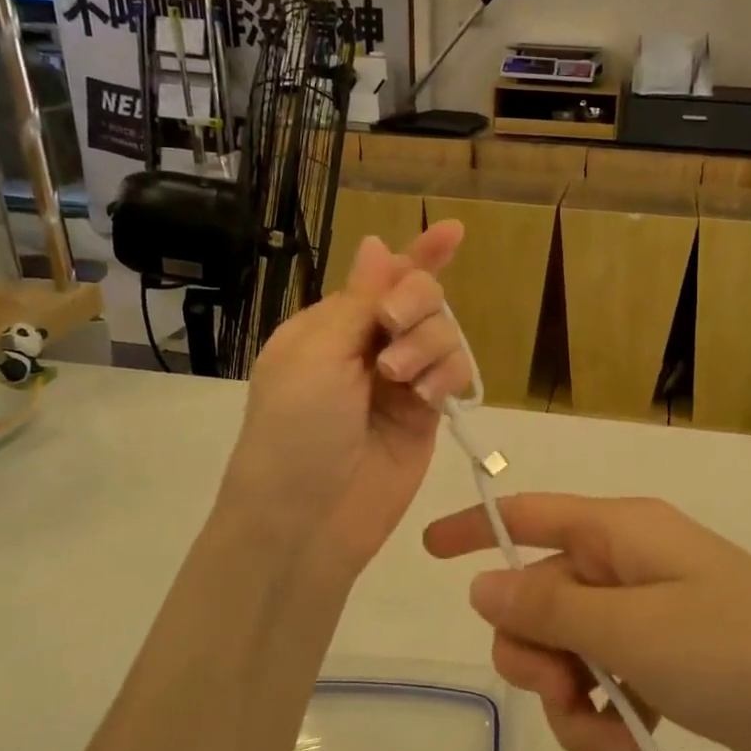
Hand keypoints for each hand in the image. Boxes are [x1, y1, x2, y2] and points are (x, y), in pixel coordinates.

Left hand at [221, 224, 474, 579]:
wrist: (307, 519)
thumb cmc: (295, 429)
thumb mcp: (317, 354)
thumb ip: (359, 300)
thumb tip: (376, 243)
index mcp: (331, 326)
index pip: (382, 277)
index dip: (418, 253)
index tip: (453, 232)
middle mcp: (369, 347)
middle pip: (420, 298)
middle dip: (416, 303)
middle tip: (393, 327)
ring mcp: (401, 382)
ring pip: (444, 334)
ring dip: (429, 345)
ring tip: (402, 381)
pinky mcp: (427, 415)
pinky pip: (455, 374)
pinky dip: (448, 376)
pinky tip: (428, 399)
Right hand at [424, 494, 750, 750]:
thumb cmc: (739, 651)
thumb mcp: (633, 629)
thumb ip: (551, 608)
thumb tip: (484, 587)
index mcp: (622, 535)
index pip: (530, 515)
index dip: (476, 530)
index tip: (428, 554)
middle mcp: (632, 569)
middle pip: (544, 602)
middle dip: (540, 659)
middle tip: (567, 695)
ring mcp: (654, 620)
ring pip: (575, 659)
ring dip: (580, 709)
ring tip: (619, 741)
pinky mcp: (674, 668)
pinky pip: (613, 692)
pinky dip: (615, 728)